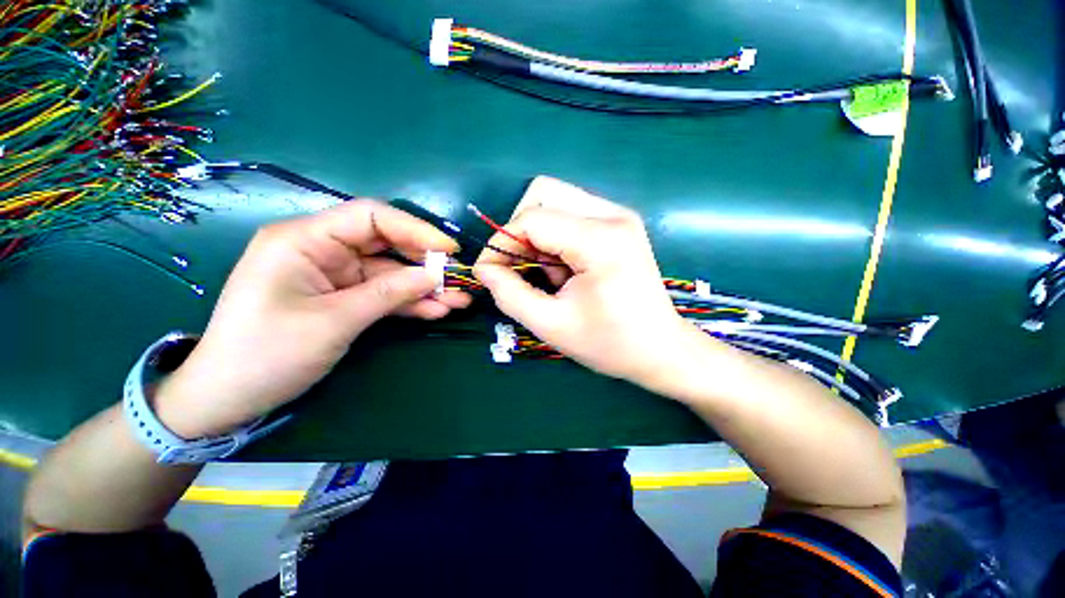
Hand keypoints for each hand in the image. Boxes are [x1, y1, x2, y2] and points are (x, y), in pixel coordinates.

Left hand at [155, 200, 469, 437]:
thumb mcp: (333, 321)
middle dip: (425, 263)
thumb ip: (388, 293)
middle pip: (386, 244)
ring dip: (424, 288)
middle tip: (458, 279)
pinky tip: (436, 311)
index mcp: (305, 240)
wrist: (229, 397)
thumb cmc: (267, 354)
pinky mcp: (343, 297)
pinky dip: (409, 303)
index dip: (415, 229)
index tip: (449, 250)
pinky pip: (383, 293)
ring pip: (390, 273)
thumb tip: (434, 276)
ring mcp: (335, 275)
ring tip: (458, 301)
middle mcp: (321, 250)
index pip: (371, 217)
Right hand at [473, 201, 693, 384]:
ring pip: (555, 201)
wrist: (660, 349)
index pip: (531, 219)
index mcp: (600, 240)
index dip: (500, 243)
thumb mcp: (551, 325)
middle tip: (520, 269)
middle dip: (520, 232)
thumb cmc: (609, 343)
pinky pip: (571, 214)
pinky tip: (565, 269)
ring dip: (538, 235)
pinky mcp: (619, 223)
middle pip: (543, 194)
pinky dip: (555, 238)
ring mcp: (619, 215)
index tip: (489, 271)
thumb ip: (509, 293)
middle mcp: (612, 215)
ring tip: (550, 275)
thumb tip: (484, 268)